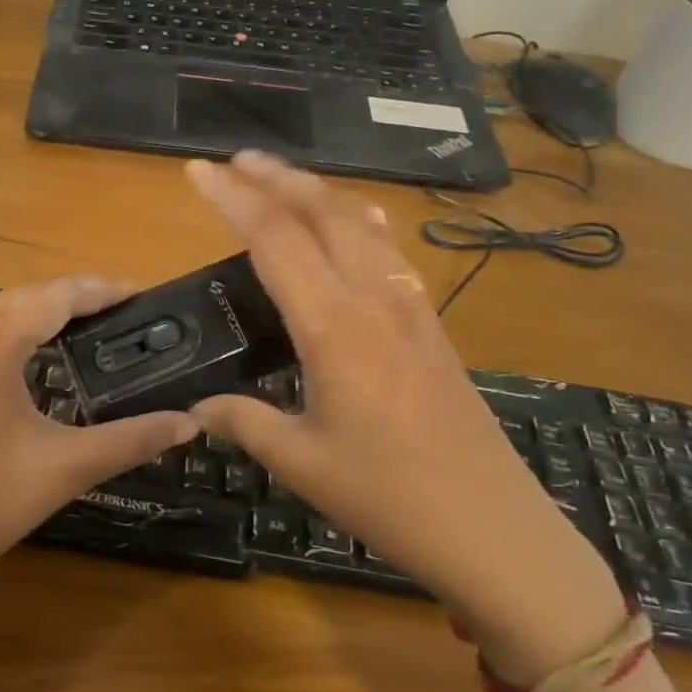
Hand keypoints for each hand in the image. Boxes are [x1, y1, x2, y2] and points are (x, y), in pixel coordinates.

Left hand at [0, 277, 197, 594]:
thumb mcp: (66, 468)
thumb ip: (132, 439)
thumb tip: (190, 423)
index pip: (56, 295)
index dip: (101, 290)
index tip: (139, 294)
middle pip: (25, 295)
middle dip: (73, 299)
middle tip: (118, 315)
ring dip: (35, 309)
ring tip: (78, 327)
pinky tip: (16, 349)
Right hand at [185, 152, 622, 682]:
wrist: (493, 530)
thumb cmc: (389, 497)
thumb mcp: (301, 462)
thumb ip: (243, 422)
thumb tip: (198, 407)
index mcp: (334, 328)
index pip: (276, 240)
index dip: (234, 199)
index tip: (198, 171)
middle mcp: (374, 301)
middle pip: (324, 214)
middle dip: (277, 178)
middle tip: (236, 161)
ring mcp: (411, 308)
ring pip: (362, 225)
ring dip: (318, 193)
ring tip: (281, 181)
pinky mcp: (431, 325)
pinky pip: (391, 252)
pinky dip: (360, 221)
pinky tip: (357, 220)